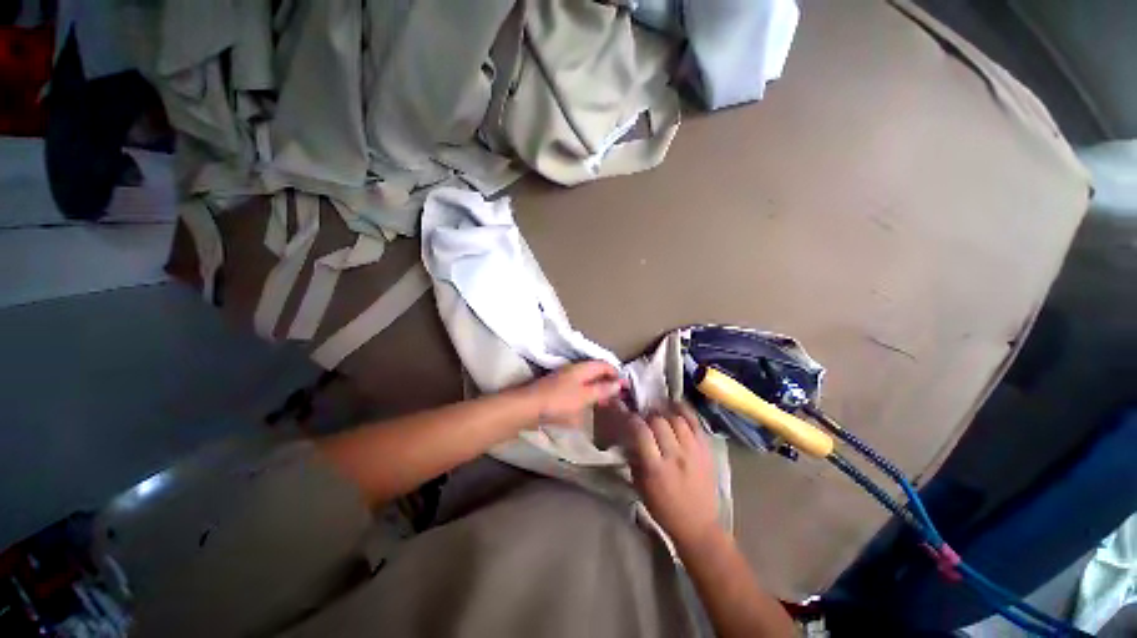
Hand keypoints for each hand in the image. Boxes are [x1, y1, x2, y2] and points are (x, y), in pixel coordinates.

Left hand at [521, 361, 623, 426]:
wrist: (529, 406)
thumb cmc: (559, 400)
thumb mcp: (585, 396)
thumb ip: (602, 389)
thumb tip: (619, 383)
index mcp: (582, 367)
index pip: (604, 364)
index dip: (616, 373)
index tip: (625, 387)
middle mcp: (574, 369)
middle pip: (595, 372)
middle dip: (607, 383)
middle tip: (616, 397)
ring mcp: (564, 378)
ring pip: (586, 381)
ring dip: (597, 390)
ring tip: (604, 403)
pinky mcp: (557, 388)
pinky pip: (577, 389)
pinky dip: (586, 395)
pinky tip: (586, 406)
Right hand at [620, 402, 720, 549]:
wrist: (698, 525)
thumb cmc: (664, 508)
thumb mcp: (640, 486)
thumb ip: (634, 458)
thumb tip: (630, 436)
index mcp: (656, 468)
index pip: (641, 432)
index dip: (632, 419)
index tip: (627, 415)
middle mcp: (675, 456)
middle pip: (659, 421)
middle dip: (648, 415)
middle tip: (644, 417)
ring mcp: (693, 451)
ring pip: (677, 419)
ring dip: (664, 413)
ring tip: (658, 412)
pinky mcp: (706, 449)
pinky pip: (695, 422)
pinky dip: (684, 410)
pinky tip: (675, 406)